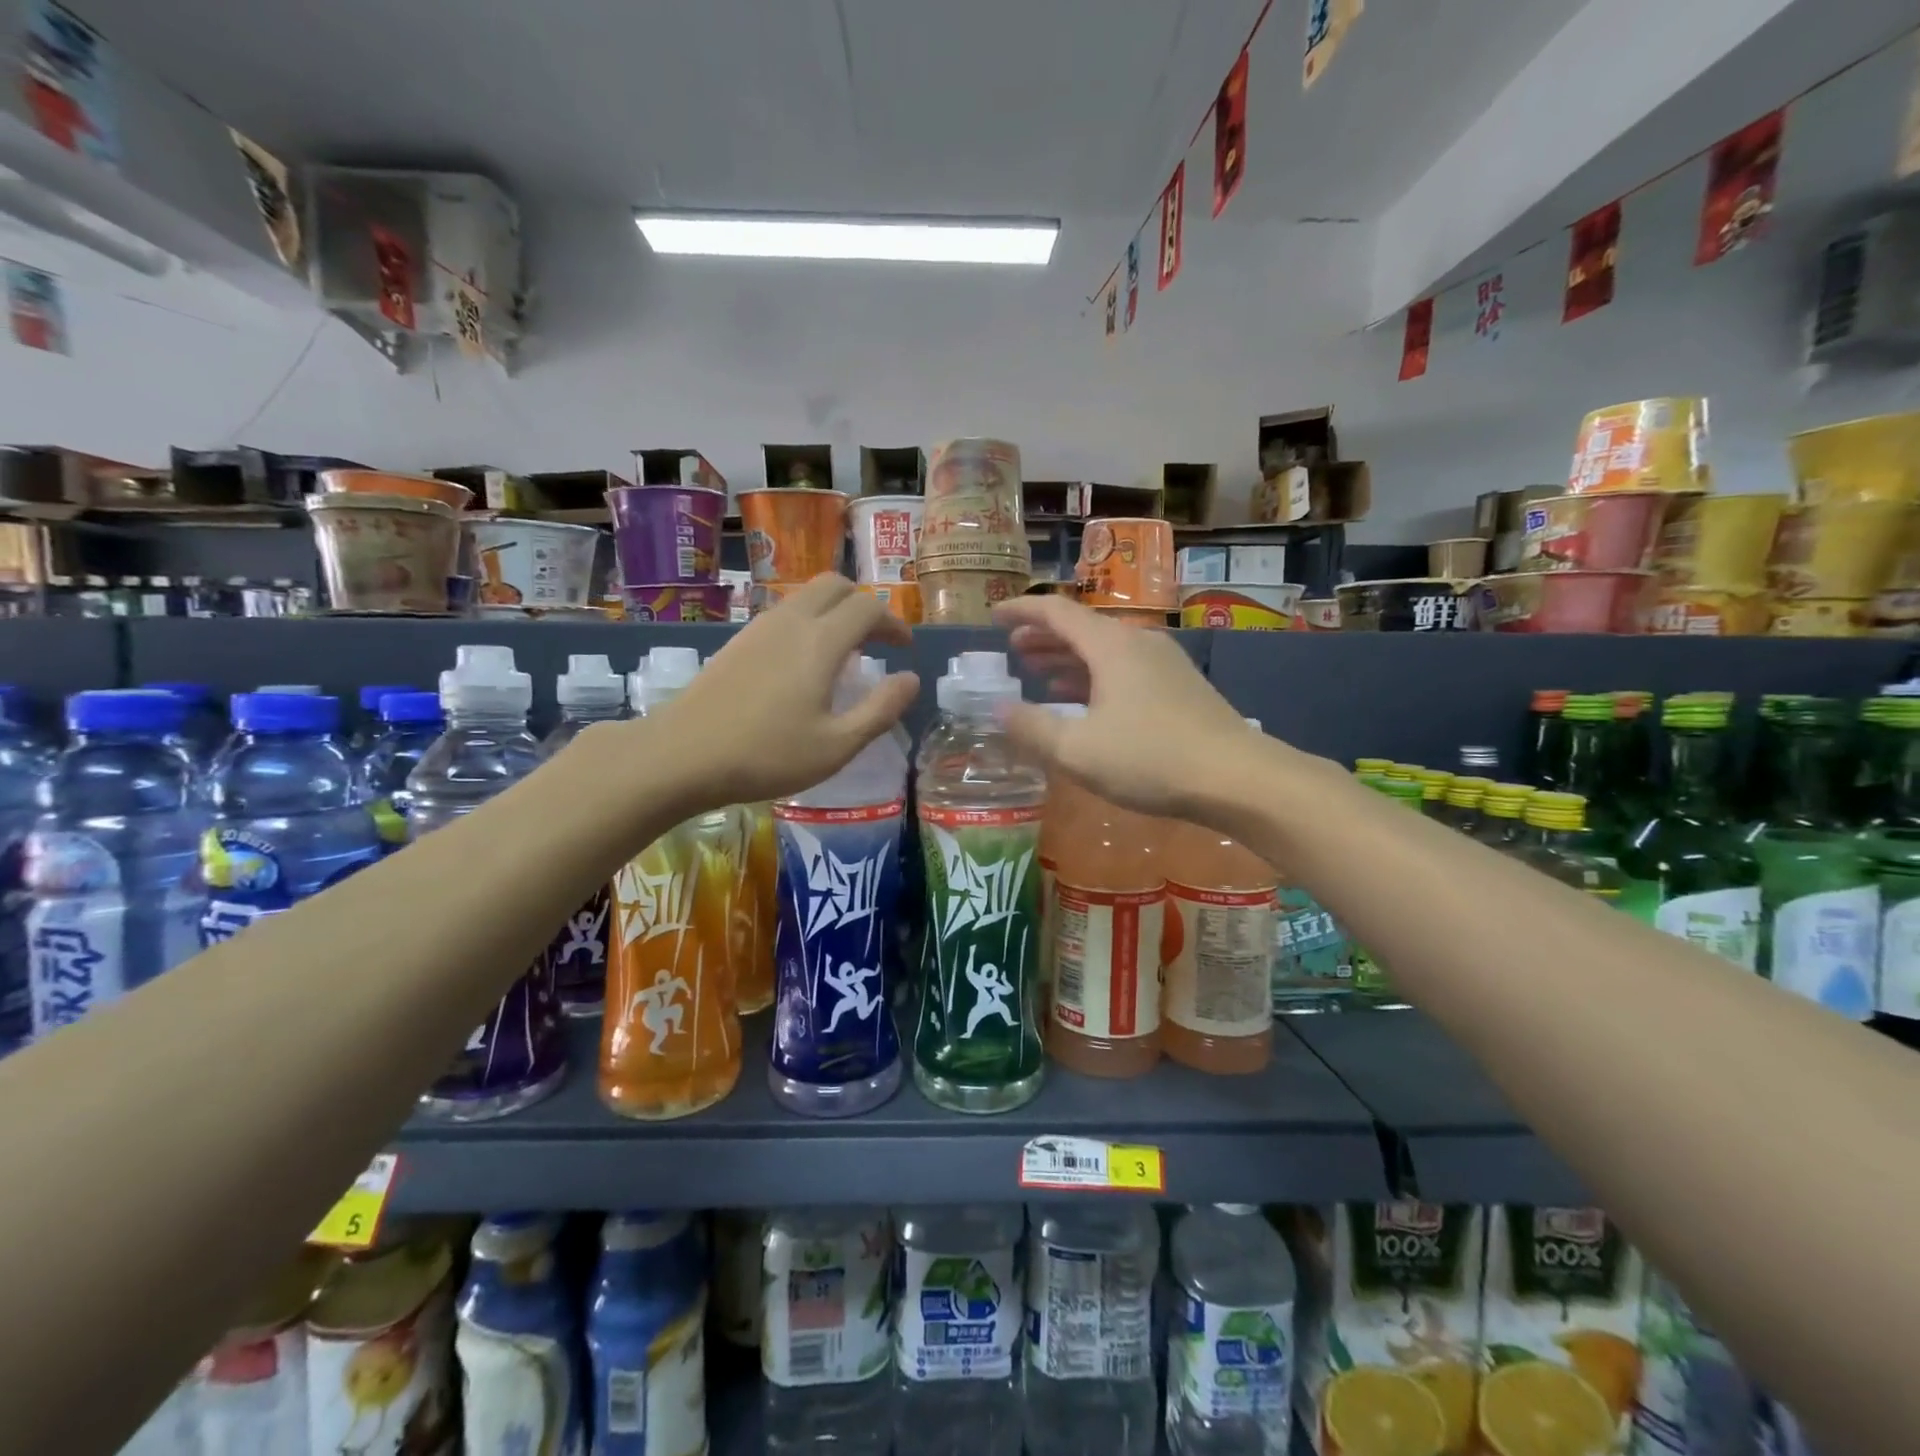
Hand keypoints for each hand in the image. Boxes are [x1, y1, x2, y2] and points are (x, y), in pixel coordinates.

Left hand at [653, 575, 918, 805]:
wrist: (682, 755)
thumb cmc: (767, 755)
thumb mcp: (837, 745)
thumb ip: (881, 710)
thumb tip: (910, 680)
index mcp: (821, 641)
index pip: (868, 608)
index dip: (894, 623)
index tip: (904, 649)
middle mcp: (791, 621)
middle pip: (835, 585)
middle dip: (864, 605)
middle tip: (877, 642)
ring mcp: (758, 627)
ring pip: (805, 596)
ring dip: (834, 611)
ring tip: (844, 653)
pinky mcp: (737, 641)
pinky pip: (783, 613)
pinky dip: (807, 622)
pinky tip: (802, 664)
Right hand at [992, 595, 1258, 818]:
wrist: (1237, 778)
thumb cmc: (1151, 759)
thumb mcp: (1077, 750)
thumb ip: (1031, 727)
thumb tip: (997, 708)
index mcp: (1111, 646)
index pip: (1056, 612)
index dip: (1021, 611)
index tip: (994, 616)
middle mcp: (1138, 643)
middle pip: (1082, 628)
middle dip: (1043, 636)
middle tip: (1013, 649)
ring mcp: (1164, 664)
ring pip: (1104, 650)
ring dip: (1068, 658)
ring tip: (1040, 673)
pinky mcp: (1180, 687)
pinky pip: (1125, 668)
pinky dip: (1095, 675)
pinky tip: (1086, 700)